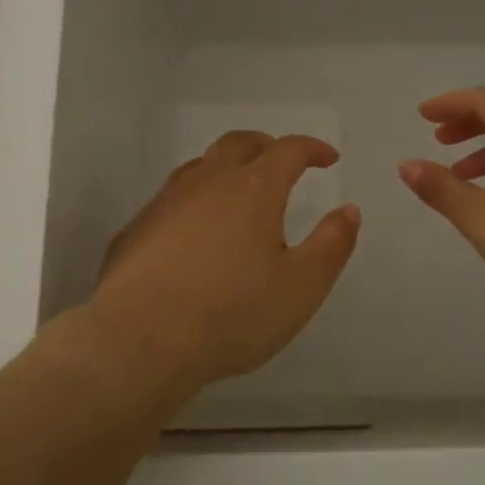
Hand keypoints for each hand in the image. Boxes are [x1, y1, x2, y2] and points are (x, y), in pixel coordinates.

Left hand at [89, 131, 360, 391]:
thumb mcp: (302, 286)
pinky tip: (194, 232)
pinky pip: (172, 198)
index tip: (328, 158)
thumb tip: (348, 210)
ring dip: (226, 168)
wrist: (142, 340)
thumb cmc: (233, 313)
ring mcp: (166, 202)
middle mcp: (208, 183)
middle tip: (282, 162)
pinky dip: (194, 200)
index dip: (312, 148)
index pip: (288, 150)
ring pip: (200, 166)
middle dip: (267, 146)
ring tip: (238, 191)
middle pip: (239, 144)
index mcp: (253, 189)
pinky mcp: (136, 228)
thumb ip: (332, 244)